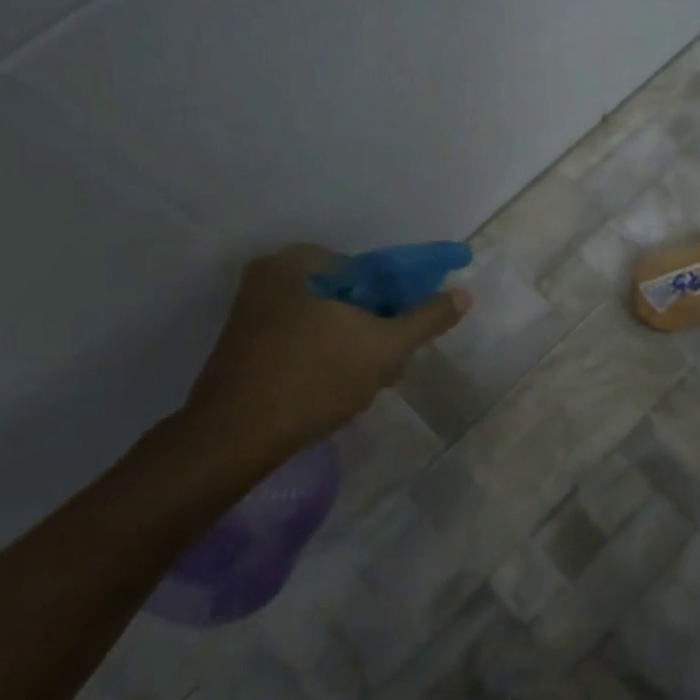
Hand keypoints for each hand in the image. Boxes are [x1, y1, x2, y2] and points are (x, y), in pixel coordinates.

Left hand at [179, 244, 470, 476]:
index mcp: (299, 262)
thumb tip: (464, 293)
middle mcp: (270, 276)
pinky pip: (302, 338)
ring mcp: (252, 311)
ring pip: (327, 320)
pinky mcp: (244, 344)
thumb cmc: (315, 379)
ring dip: (354, 346)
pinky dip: (325, 356)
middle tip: (389, 364)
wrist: (235, 438)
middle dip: (375, 328)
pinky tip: (335, 388)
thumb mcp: (385, 347)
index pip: (370, 271)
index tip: (407, 336)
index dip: (398, 302)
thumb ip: (427, 318)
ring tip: (366, 383)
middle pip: (349, 296)